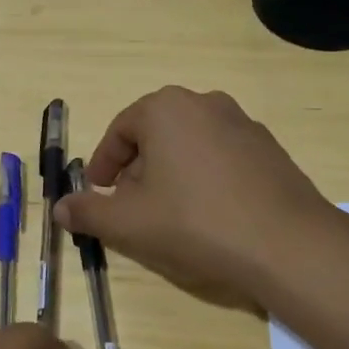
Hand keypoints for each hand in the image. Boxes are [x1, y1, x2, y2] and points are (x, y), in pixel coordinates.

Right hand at [52, 86, 339, 312]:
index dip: (103, 164)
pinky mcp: (269, 149)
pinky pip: (221, 157)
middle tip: (130, 206)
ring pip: (188, 145)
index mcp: (166, 109)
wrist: (288, 245)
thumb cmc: (196, 222)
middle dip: (136, 169)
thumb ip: (88, 211)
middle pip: (154, 134)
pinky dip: (204, 178)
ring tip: (168, 214)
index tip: (98, 193)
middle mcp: (204, 103)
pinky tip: (208, 215)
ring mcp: (242, 123)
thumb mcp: (129, 222)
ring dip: (170, 173)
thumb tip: (59, 208)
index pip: (120, 130)